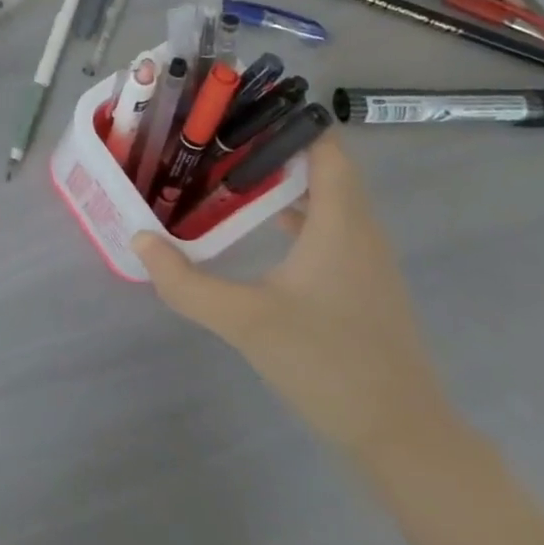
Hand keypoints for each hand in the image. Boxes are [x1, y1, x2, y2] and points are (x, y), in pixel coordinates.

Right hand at [132, 135, 455, 465]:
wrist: (404, 441)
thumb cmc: (330, 365)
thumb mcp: (246, 322)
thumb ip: (186, 282)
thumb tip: (139, 238)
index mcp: (340, 224)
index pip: (326, 147)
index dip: (291, 117)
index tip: (243, 103)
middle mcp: (358, 231)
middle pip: (323, 166)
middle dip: (273, 143)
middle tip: (219, 132)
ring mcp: (364, 260)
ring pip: (325, 198)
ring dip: (283, 178)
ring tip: (228, 167)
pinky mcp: (360, 285)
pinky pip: (327, 227)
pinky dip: (293, 212)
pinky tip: (255, 225)